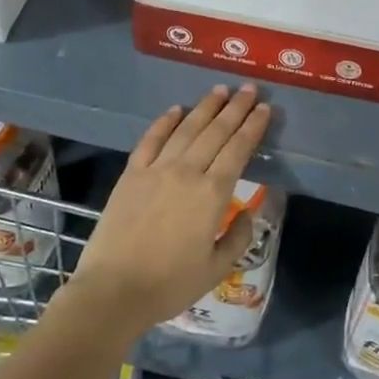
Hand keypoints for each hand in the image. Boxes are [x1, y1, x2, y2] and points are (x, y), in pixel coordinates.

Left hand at [70, 85, 271, 334]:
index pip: (238, 150)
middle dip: (236, 108)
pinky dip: (165, 122)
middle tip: (249, 88)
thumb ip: (238, 238)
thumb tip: (249, 212)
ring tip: (219, 90)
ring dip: (205, 107)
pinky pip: (151, 139)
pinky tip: (176, 110)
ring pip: (186, 129)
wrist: (114, 290)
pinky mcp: (131, 173)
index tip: (265, 109)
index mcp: (212, 194)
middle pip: (216, 132)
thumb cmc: (169, 284)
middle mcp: (187, 172)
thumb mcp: (216, 269)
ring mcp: (156, 169)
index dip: (253, 127)